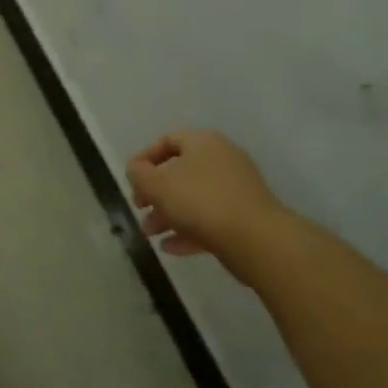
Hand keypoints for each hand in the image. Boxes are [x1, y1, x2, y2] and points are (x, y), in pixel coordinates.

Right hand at [127, 128, 286, 263]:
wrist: (255, 238)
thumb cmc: (200, 201)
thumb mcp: (157, 184)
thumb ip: (138, 174)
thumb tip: (136, 169)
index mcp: (203, 142)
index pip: (168, 140)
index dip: (145, 158)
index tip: (131, 178)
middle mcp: (222, 159)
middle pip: (180, 171)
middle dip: (155, 192)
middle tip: (139, 208)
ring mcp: (237, 189)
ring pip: (194, 198)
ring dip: (168, 215)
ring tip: (150, 234)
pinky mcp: (245, 217)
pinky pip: (210, 219)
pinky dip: (188, 230)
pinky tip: (170, 248)